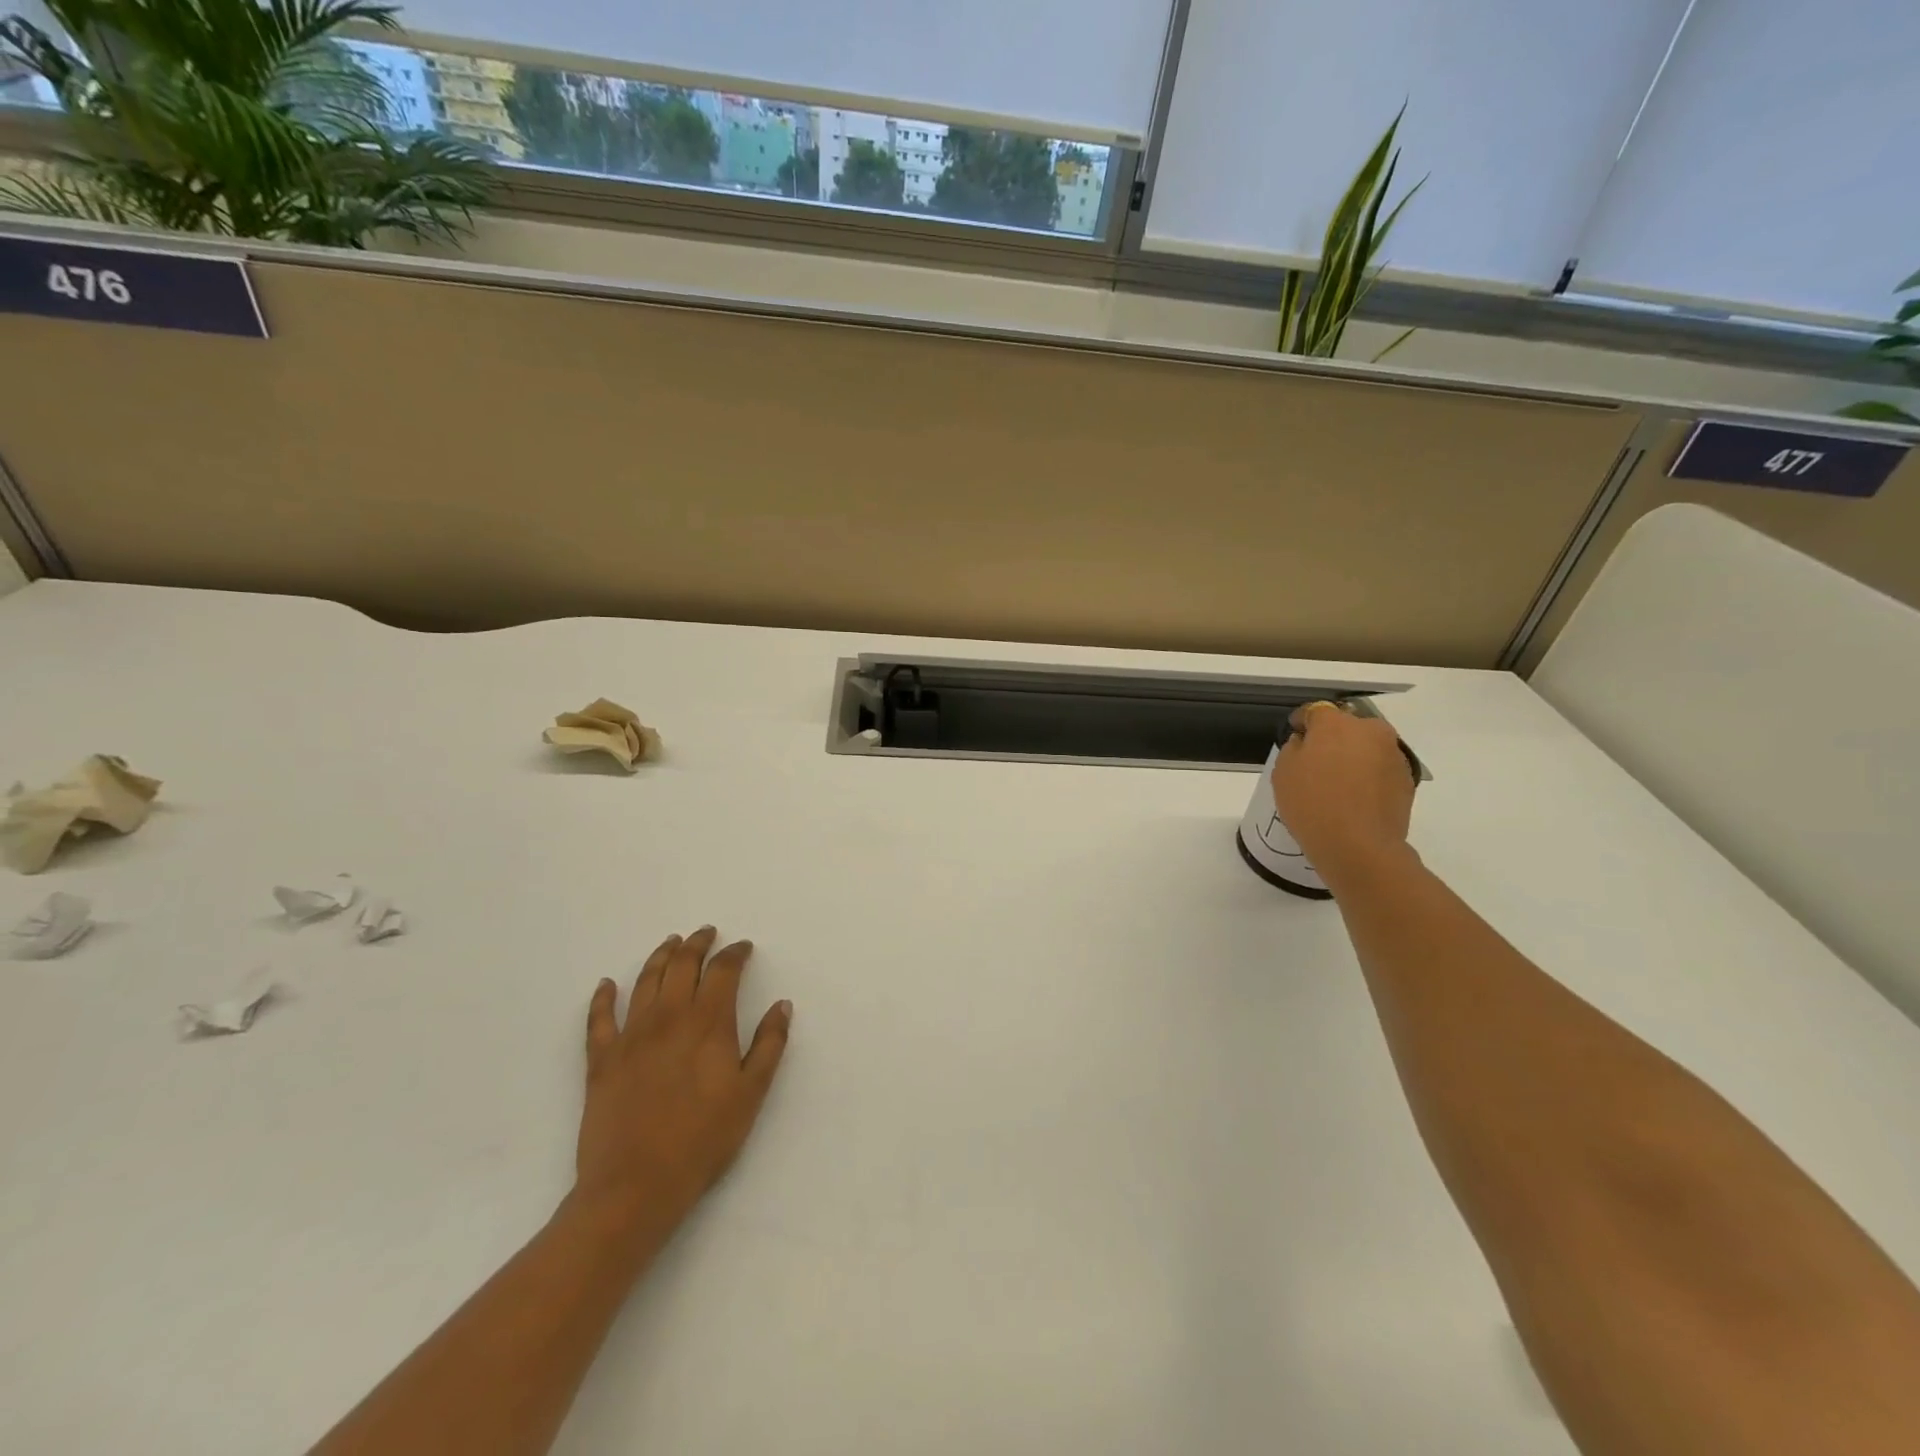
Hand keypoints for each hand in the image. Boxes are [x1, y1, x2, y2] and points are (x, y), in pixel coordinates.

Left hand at [571, 928, 791, 1251]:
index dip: (734, 954)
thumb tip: (782, 1005)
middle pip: (683, 965)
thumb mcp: (751, 1093)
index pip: (723, 971)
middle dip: (697, 944)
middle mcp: (669, 1017)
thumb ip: (769, 1044)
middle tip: (706, 933)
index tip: (743, 947)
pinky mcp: (601, 1059)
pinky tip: (607, 985)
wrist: (636, 1186)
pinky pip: (599, 1019)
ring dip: (660, 956)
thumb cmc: (703, 1140)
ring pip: (646, 981)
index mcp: (708, 1023)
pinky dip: (603, 998)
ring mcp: (631, 1036)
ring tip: (670, 943)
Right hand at [1271, 703, 1415, 877]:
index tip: (1294, 737)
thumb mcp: (1283, 772)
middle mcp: (1370, 730)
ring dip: (1353, 756)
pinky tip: (1356, 798)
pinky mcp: (1407, 779)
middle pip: (1347, 726)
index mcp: (1336, 724)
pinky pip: (1380, 768)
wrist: (1359, 847)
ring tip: (1339, 784)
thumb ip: (1294, 747)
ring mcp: (1393, 754)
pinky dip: (1369, 776)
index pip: (1315, 710)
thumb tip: (1306, 742)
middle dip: (1332, 738)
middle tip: (1316, 763)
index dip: (1302, 723)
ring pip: (1367, 747)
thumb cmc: (1312, 804)